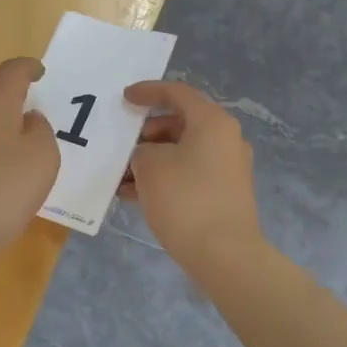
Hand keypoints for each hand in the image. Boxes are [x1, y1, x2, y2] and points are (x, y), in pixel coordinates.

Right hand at [121, 80, 262, 271]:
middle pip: (179, 124)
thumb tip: (148, 157)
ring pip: (181, 152)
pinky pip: (187, 175)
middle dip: (145, 134)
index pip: (177, 93)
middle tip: (119, 147)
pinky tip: (133, 196)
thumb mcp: (150, 166)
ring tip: (119, 177)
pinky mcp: (223, 194)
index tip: (123, 98)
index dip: (148, 91)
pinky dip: (163, 179)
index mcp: (212, 122)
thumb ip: (142, 151)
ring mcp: (227, 168)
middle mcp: (225, 139)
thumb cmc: (185, 199)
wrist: (224, 254)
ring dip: (150, 160)